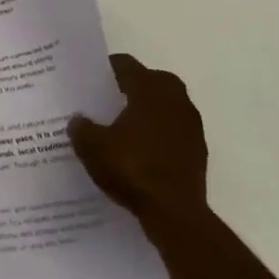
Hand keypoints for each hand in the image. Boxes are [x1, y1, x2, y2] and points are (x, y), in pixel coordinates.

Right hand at [68, 56, 208, 226]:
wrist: (175, 214)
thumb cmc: (132, 168)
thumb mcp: (92, 147)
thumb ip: (81, 127)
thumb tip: (79, 120)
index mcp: (149, 89)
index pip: (126, 64)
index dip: (106, 69)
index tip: (90, 79)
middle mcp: (175, 99)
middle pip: (151, 80)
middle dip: (131, 86)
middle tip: (107, 99)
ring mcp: (191, 126)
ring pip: (166, 106)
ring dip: (148, 111)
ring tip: (122, 127)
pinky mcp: (198, 151)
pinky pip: (174, 130)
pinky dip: (159, 134)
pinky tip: (140, 151)